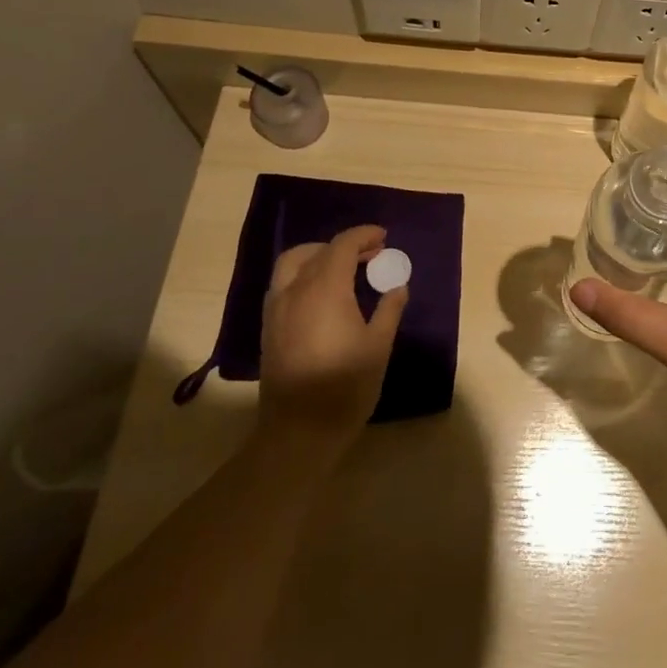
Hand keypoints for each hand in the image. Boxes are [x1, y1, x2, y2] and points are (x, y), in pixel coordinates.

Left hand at [258, 225, 406, 437]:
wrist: (299, 432)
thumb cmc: (345, 387)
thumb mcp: (379, 346)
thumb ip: (389, 309)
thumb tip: (397, 286)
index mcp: (325, 289)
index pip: (342, 245)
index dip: (363, 235)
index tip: (383, 238)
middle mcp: (296, 290)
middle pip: (318, 251)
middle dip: (345, 246)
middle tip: (370, 255)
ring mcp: (277, 308)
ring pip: (293, 263)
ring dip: (318, 256)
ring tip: (343, 269)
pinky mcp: (269, 327)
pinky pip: (284, 283)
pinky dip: (303, 274)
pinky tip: (321, 294)